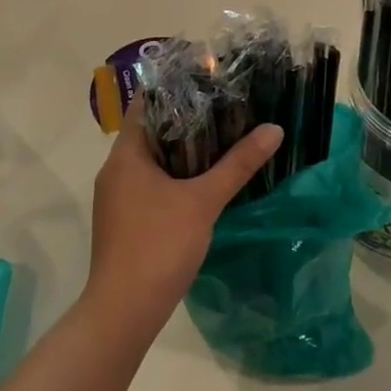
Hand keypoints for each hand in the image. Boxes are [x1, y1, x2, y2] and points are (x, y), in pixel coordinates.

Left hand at [87, 104, 282, 328]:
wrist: (124, 310)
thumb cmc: (158, 244)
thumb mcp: (204, 201)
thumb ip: (238, 164)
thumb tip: (274, 129)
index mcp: (125, 155)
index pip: (146, 104)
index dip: (174, 88)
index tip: (208, 80)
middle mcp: (116, 170)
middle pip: (151, 132)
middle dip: (186, 120)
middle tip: (226, 108)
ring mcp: (118, 198)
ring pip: (152, 162)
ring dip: (182, 151)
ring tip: (222, 139)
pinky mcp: (125, 221)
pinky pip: (151, 185)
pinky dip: (175, 177)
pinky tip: (204, 182)